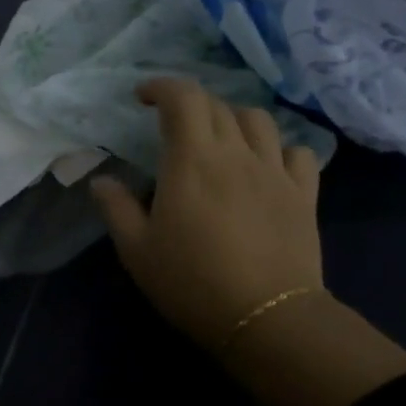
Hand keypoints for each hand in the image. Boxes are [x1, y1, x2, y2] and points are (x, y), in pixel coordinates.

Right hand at [90, 77, 322, 349]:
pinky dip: (280, 150)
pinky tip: (268, 166)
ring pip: (259, 120)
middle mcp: (236, 153)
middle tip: (174, 128)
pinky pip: (298, 153)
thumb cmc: (193, 283)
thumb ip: (116, 209)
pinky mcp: (304, 194)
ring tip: (222, 140)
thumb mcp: (138, 252)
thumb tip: (101, 180)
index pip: (182, 97)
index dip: (162, 86)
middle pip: (217, 105)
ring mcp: (275, 171)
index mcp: (193, 159)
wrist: (267, 319)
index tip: (143, 97)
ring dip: (235, 119)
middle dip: (191, 105)